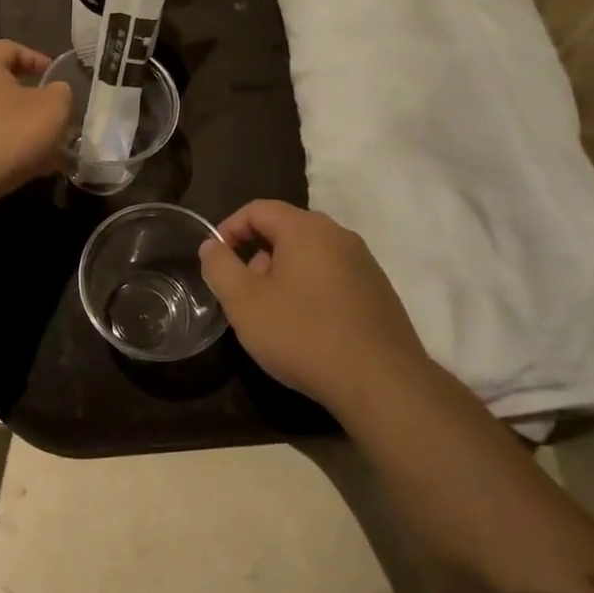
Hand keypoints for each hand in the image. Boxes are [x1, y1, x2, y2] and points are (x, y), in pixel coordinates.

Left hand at [0, 41, 69, 210]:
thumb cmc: (6, 135)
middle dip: (30, 101)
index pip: (11, 48)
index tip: (56, 80)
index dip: (38, 60)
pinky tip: (21, 168)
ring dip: (17, 128)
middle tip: (53, 119)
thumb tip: (55, 94)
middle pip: (0, 84)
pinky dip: (0, 147)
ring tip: (43, 152)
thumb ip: (61, 94)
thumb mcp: (52, 109)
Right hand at [198, 201, 423, 421]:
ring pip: (310, 255)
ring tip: (274, 315)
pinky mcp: (379, 291)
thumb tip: (212, 245)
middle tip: (244, 294)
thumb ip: (220, 267)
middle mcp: (339, 235)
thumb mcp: (245, 303)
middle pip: (286, 230)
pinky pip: (333, 276)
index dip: (229, 229)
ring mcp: (364, 263)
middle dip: (257, 256)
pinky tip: (308, 328)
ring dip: (284, 275)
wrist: (382, 383)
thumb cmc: (303, 335)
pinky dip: (311, 290)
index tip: (216, 262)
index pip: (258, 209)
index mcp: (306, 228)